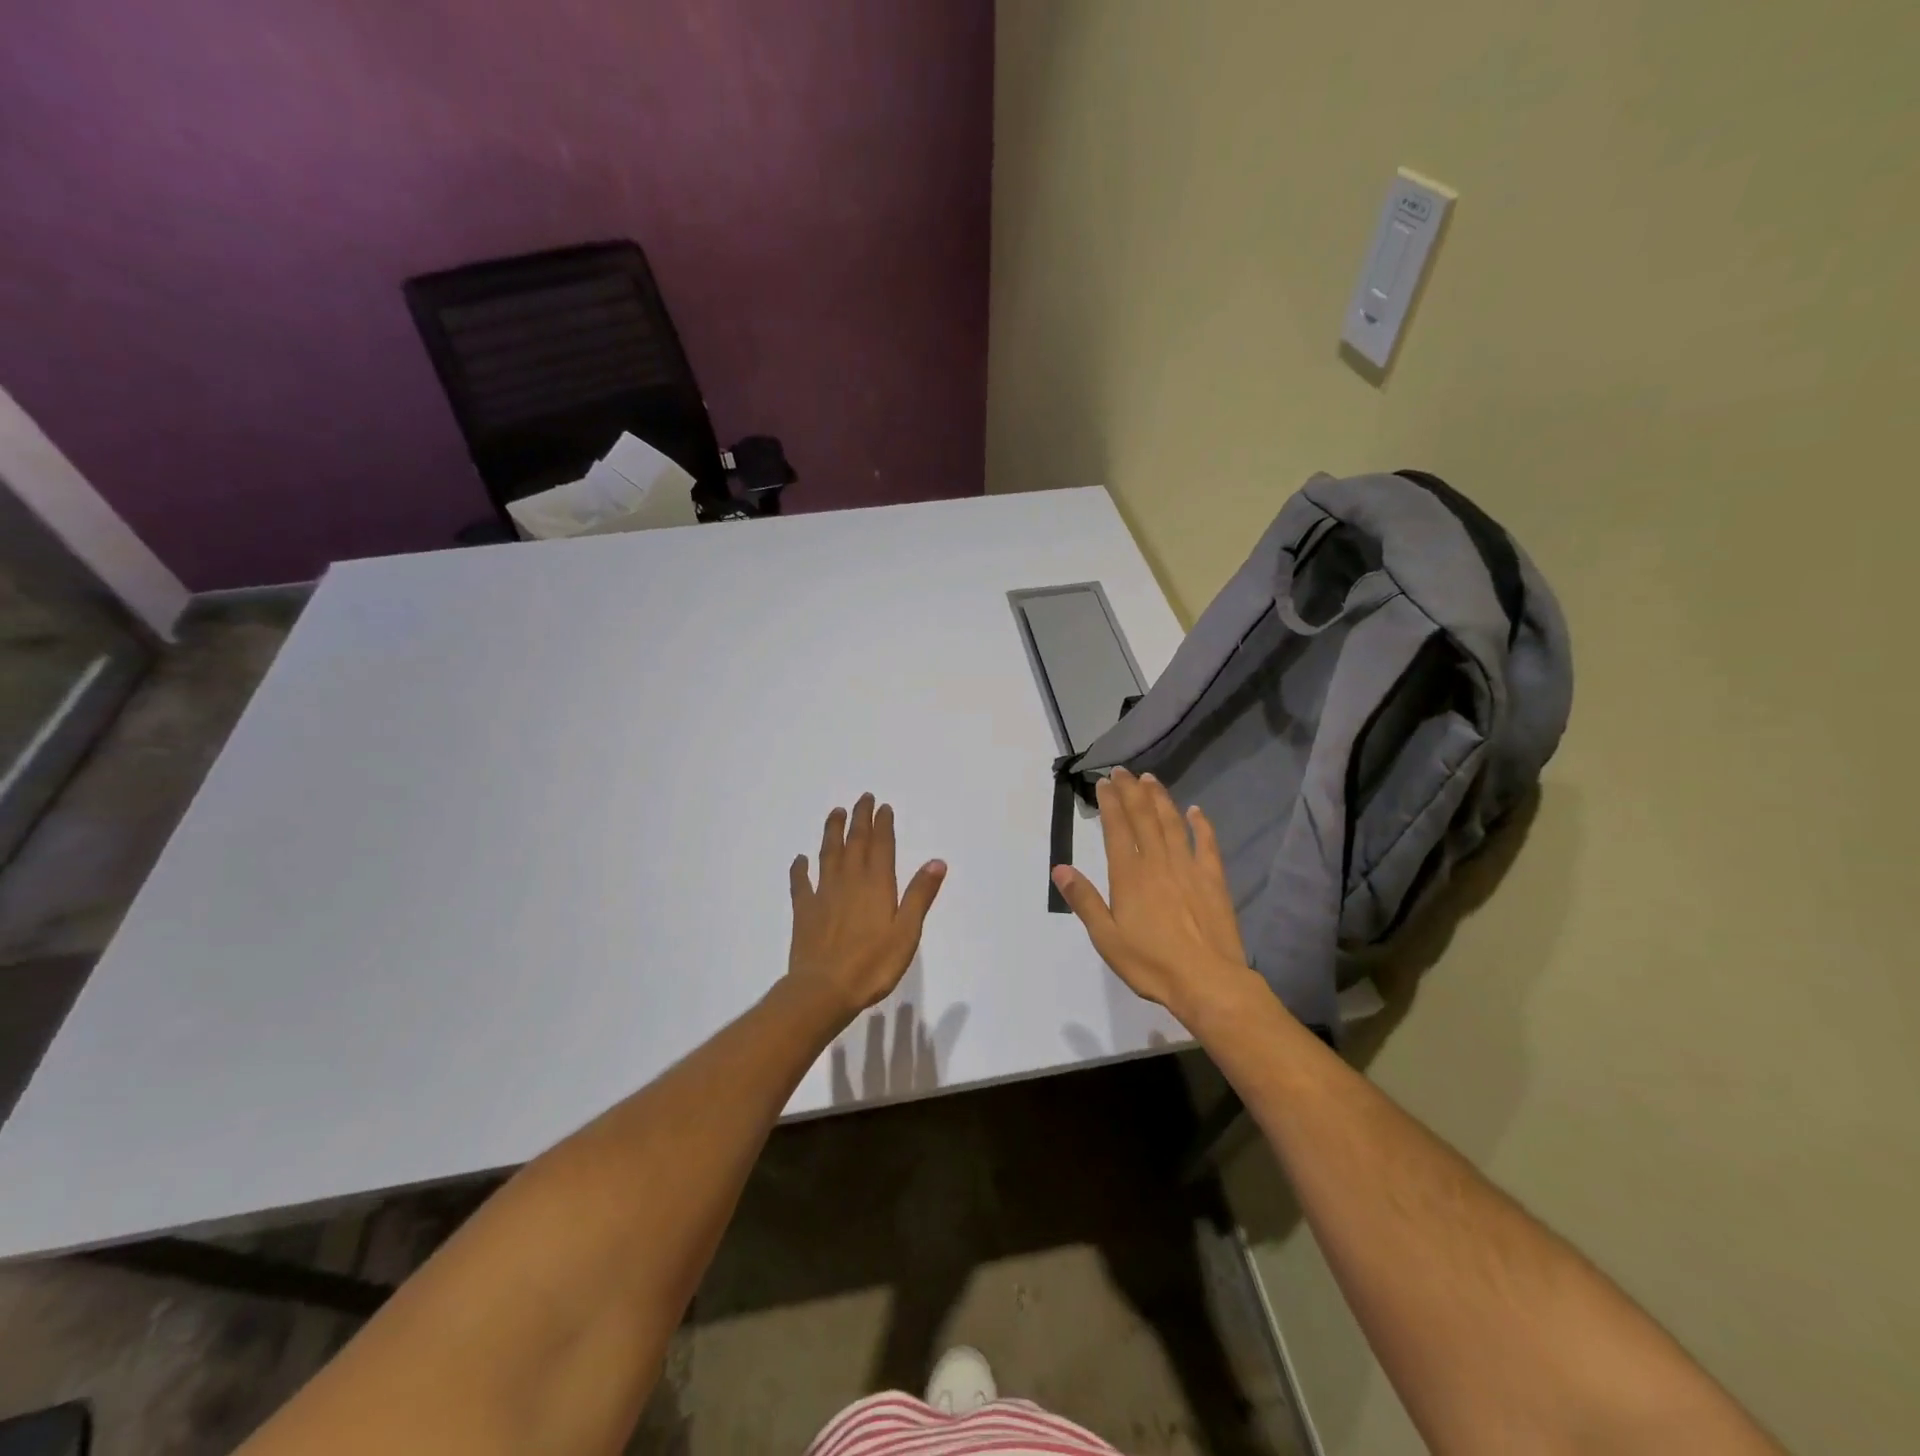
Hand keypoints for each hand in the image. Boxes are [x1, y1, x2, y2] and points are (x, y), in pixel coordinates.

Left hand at [788, 794, 946, 1019]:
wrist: (824, 989)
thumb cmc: (873, 964)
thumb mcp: (907, 932)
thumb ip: (919, 895)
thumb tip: (936, 861)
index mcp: (877, 885)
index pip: (881, 846)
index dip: (883, 824)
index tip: (883, 806)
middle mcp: (850, 881)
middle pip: (855, 842)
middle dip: (860, 819)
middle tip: (862, 798)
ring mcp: (824, 894)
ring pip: (828, 854)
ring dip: (833, 832)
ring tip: (835, 813)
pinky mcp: (804, 910)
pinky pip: (801, 883)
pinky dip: (800, 868)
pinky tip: (800, 859)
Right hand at [1050, 768, 1258, 1020]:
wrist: (1207, 980)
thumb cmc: (1150, 962)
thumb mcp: (1106, 937)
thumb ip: (1084, 900)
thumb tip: (1060, 868)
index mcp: (1129, 875)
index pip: (1116, 828)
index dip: (1109, 803)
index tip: (1103, 782)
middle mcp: (1157, 862)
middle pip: (1143, 817)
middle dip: (1131, 791)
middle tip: (1123, 771)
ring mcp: (1188, 867)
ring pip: (1172, 823)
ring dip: (1160, 798)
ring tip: (1150, 779)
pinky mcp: (1213, 879)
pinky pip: (1206, 843)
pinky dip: (1201, 824)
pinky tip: (1196, 811)